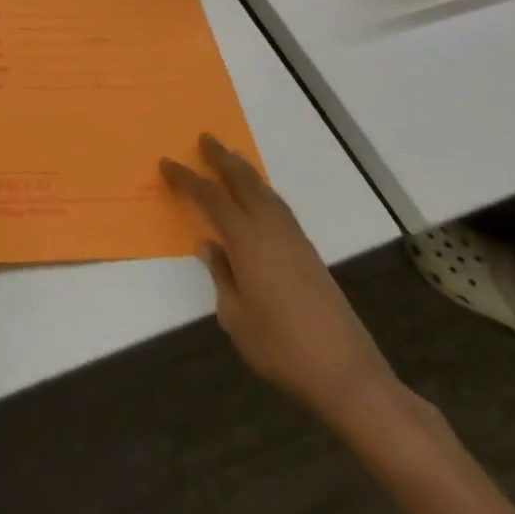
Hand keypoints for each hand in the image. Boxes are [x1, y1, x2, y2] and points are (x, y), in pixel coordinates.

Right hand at [162, 135, 396, 422]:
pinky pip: (280, 208)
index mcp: (247, 241)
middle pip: (244, 182)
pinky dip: (264, 192)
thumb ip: (220, 276)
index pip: (210, 198)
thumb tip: (210, 246)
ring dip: (246, 171)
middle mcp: (271, 230)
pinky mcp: (310, 255)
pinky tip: (260, 198)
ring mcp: (295, 241)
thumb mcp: (235, 318)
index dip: (187, 178)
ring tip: (232, 157)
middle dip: (223, 158)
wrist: (348, 375)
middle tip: (206, 138)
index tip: (166, 163)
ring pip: (266, 192)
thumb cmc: (281, 347)